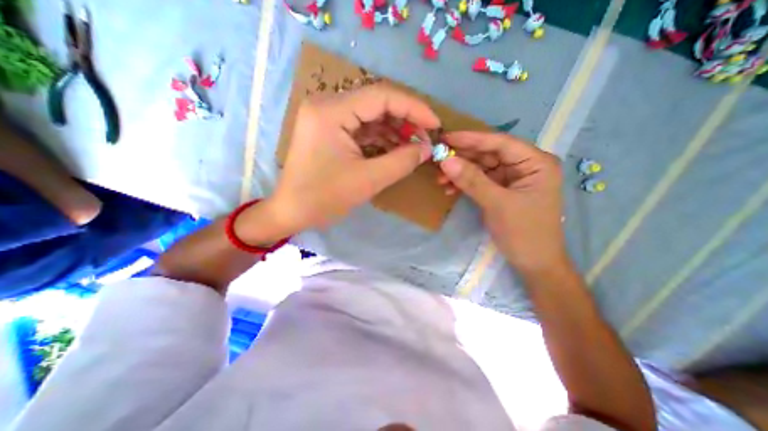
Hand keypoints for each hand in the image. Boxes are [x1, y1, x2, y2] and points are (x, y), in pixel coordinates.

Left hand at [260, 83, 437, 235]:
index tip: (435, 124)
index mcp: (331, 111)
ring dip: (394, 130)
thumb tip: (426, 149)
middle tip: (424, 139)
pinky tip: (395, 149)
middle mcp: (327, 105)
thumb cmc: (324, 199)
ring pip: (370, 115)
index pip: (382, 96)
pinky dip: (381, 138)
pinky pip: (361, 128)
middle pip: (376, 103)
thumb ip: (401, 162)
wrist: (292, 212)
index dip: (414, 108)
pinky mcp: (329, 130)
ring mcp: (327, 117)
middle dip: (405, 120)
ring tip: (413, 147)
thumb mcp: (368, 181)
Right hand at [435, 132, 565, 272]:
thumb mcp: (497, 204)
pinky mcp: (502, 191)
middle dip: (463, 158)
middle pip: (489, 154)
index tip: (446, 137)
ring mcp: (513, 179)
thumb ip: (472, 180)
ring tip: (440, 178)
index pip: (500, 143)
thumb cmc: (524, 233)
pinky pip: (480, 181)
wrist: (534, 264)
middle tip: (438, 158)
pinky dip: (465, 184)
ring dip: (460, 172)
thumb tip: (446, 160)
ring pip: (482, 168)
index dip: (471, 139)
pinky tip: (449, 189)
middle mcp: (525, 166)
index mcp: (536, 163)